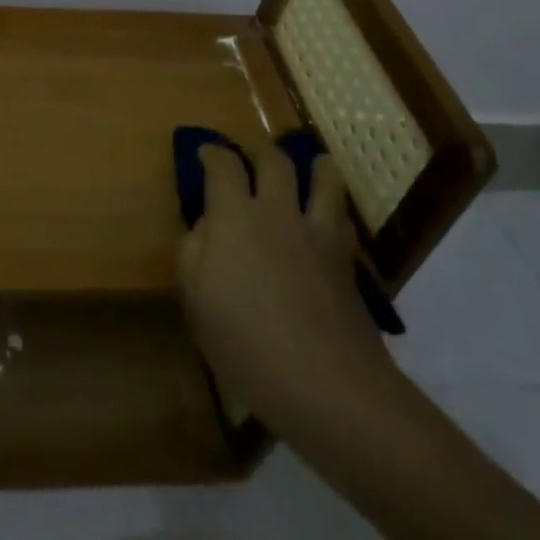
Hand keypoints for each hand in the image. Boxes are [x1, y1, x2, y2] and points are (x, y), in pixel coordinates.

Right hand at [177, 143, 399, 439]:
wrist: (329, 386)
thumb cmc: (247, 344)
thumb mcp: (196, 300)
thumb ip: (193, 251)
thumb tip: (206, 225)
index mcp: (234, 216)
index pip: (223, 164)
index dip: (212, 153)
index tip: (206, 155)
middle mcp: (277, 211)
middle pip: (274, 161)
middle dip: (260, 154)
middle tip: (253, 163)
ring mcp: (317, 233)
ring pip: (323, 178)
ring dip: (314, 166)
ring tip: (311, 165)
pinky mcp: (346, 259)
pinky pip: (342, 216)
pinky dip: (334, 205)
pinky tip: (330, 214)